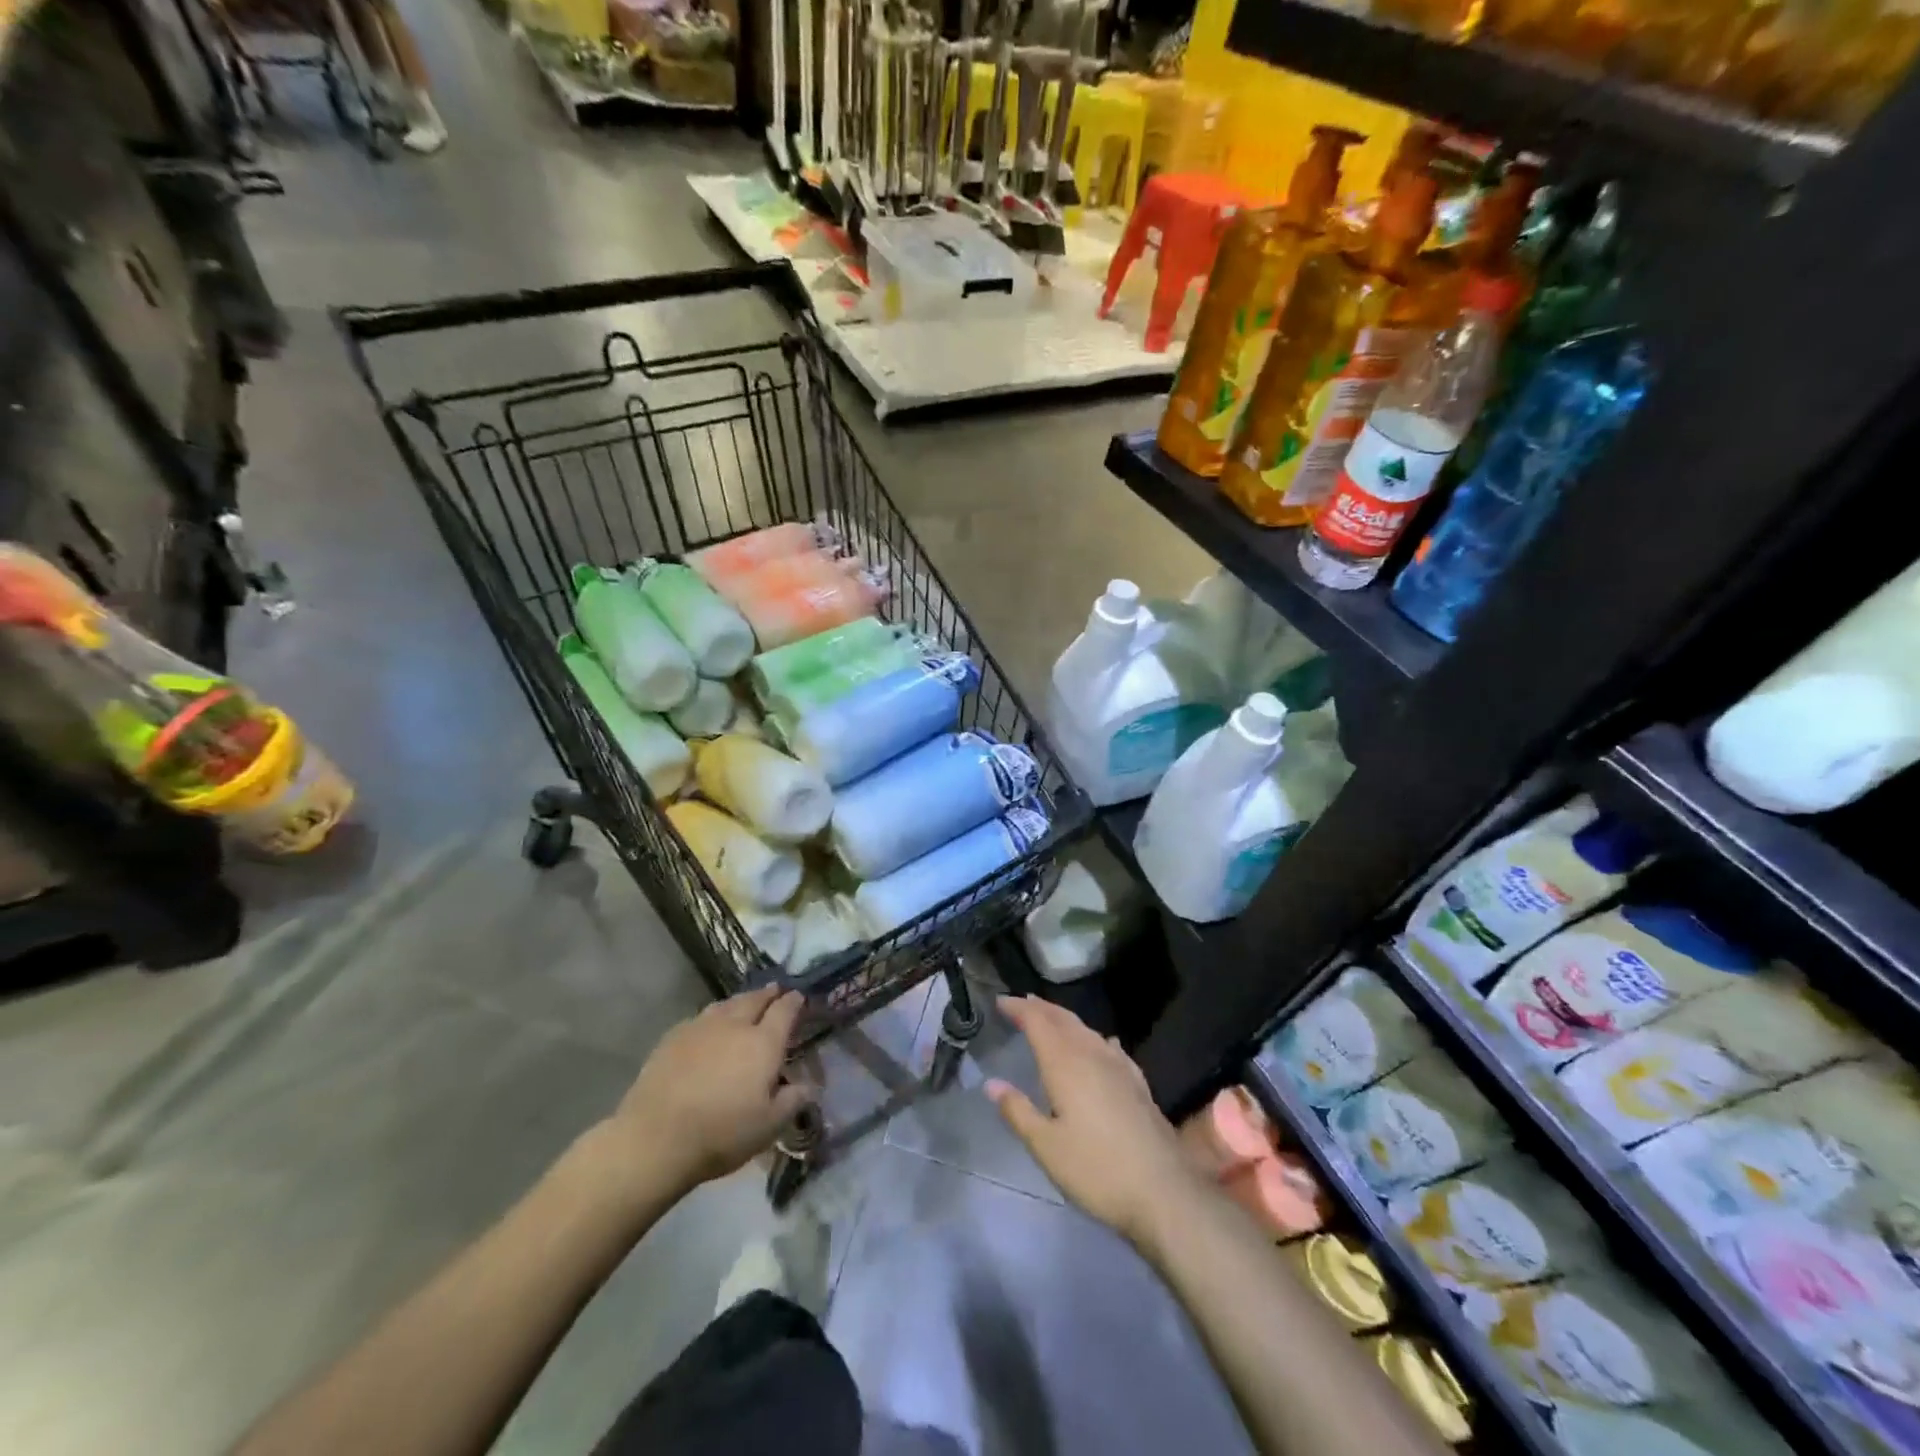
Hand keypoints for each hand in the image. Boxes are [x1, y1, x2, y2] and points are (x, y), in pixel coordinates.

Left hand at [598, 985, 813, 1202]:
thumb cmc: (722, 1133)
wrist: (656, 1138)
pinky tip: (710, 1027)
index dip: (795, 1001)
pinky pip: (701, 1017)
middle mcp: (735, 1025)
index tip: (799, 997)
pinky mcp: (673, 1037)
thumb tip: (810, 1085)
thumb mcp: (769, 1126)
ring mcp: (701, 1027)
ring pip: (727, 1004)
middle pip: (755, 999)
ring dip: (741, 1001)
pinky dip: (713, 1017)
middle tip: (776, 991)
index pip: (785, 1010)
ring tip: (746, 1003)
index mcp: (763, 1043)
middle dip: (769, 993)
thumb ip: (793, 1101)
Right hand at [987, 996, 1203, 1249]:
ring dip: (1065, 1020)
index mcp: (1065, 1064)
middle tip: (1021, 1003)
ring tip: (1051, 1019)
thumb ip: (1018, 1111)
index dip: (1019, 1009)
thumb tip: (992, 1084)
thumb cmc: (1096, 1169)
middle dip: (1041, 1008)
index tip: (1001, 1001)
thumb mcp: (1046, 1147)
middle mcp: (1092, 1054)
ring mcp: (1119, 1067)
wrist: (1164, 1190)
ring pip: (1087, 1030)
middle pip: (1063, 1019)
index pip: (1038, 1022)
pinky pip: (1109, 1046)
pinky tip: (1101, 1044)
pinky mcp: (1138, 1083)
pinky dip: (1094, 1038)